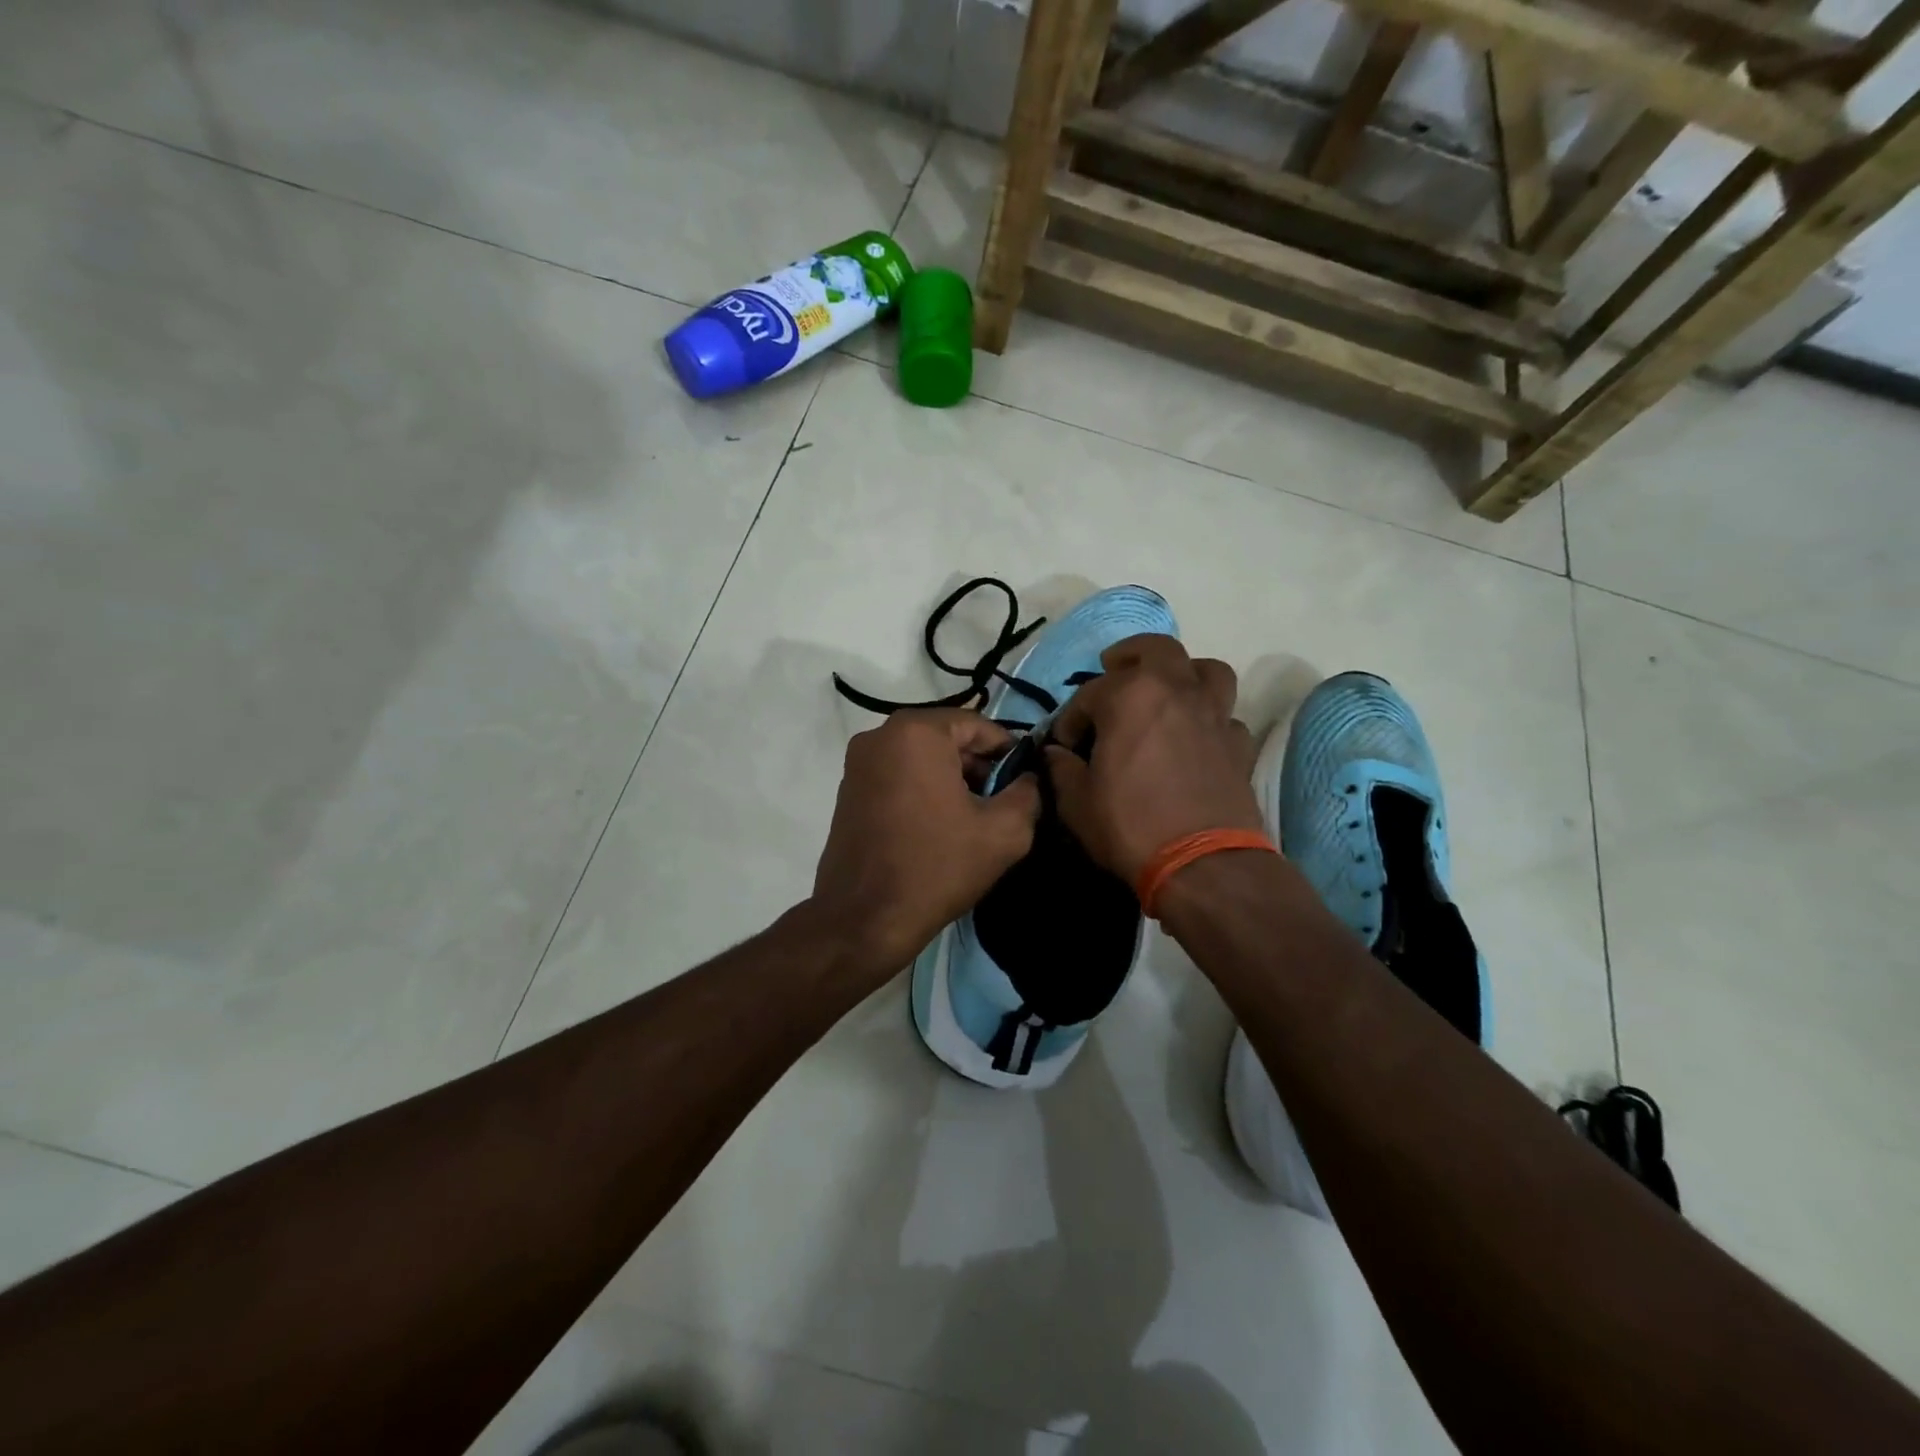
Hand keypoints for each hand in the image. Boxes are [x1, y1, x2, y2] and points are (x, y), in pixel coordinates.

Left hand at [812, 709, 1040, 983]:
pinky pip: (898, 776)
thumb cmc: (937, 867)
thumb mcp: (1004, 832)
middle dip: (978, 768)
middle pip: (948, 740)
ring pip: (922, 758)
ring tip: (971, 822)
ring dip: (951, 781)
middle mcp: (880, 735)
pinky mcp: (848, 790)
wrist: (864, 919)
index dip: (1008, 754)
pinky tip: (938, 828)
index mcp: (917, 732)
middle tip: (1000, 807)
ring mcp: (858, 763)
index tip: (1023, 785)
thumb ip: (1028, 793)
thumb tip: (1028, 778)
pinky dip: (922, 791)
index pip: (979, 726)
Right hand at [1045, 634, 1261, 884]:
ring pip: (1207, 671)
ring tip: (1168, 693)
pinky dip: (1209, 721)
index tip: (1064, 745)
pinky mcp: (1239, 745)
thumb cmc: (1129, 825)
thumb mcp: (1076, 802)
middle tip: (1115, 671)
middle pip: (1157, 649)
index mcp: (1129, 695)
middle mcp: (1176, 691)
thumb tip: (1056, 754)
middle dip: (1130, 656)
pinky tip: (1196, 741)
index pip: (1089, 693)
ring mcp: (1214, 715)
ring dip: (1185, 675)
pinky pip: (1225, 718)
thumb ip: (1061, 769)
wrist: (1202, 865)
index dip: (1071, 719)